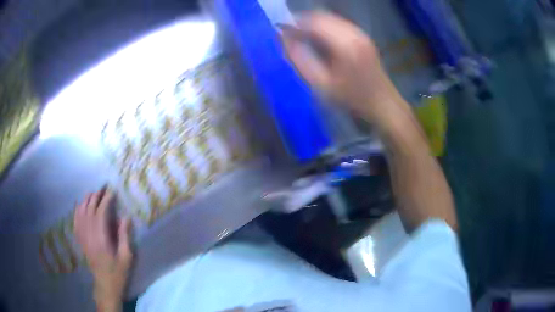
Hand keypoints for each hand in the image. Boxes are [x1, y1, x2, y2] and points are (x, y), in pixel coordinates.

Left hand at [74, 187, 132, 310]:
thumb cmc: (118, 273)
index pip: (100, 214)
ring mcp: (83, 239)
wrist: (105, 285)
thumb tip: (125, 217)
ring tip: (91, 193)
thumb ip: (124, 237)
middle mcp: (89, 236)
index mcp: (101, 240)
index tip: (111, 192)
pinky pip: (76, 223)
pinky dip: (77, 212)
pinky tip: (80, 206)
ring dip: (85, 201)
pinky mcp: (81, 242)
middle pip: (89, 211)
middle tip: (102, 189)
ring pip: (81, 214)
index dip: (105, 201)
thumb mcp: (126, 257)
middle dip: (95, 197)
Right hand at [282, 12, 402, 126]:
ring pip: (330, 18)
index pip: (313, 22)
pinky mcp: (363, 36)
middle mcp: (354, 33)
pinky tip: (318, 39)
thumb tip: (283, 39)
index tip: (280, 30)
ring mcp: (360, 33)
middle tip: (289, 34)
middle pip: (321, 16)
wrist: (382, 103)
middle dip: (302, 22)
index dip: (294, 23)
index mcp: (345, 45)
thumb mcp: (321, 84)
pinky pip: (338, 23)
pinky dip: (324, 27)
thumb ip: (299, 59)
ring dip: (313, 23)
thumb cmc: (351, 98)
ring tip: (301, 36)